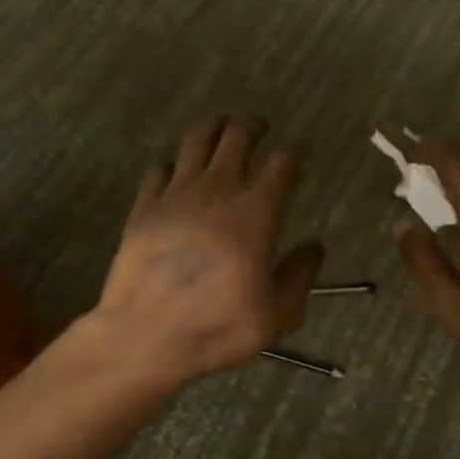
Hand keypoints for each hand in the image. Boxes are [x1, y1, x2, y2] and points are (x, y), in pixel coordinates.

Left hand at [92, 115, 323, 388]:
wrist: (146, 334)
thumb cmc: (219, 325)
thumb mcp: (277, 313)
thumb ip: (300, 274)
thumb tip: (315, 245)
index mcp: (256, 213)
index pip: (282, 166)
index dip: (294, 152)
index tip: (299, 148)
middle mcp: (217, 191)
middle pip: (237, 138)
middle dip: (252, 126)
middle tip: (258, 124)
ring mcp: (176, 195)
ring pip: (195, 142)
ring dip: (212, 128)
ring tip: (220, 124)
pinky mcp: (144, 207)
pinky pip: (158, 170)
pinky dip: (171, 163)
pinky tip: (174, 168)